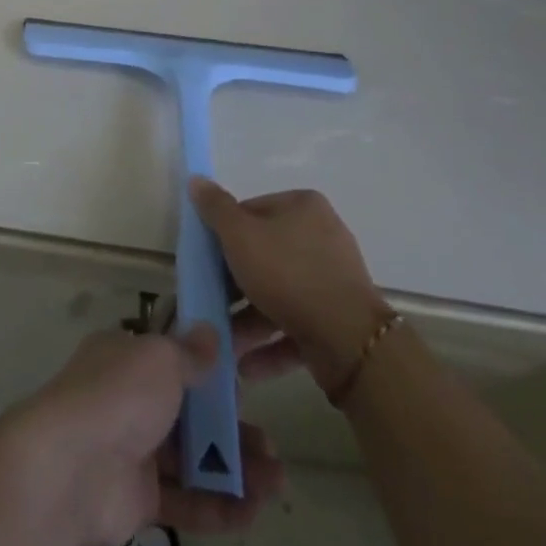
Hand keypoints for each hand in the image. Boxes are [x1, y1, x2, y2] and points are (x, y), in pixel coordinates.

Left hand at [6, 325, 284, 545]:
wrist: (71, 467)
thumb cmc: (119, 395)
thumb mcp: (159, 358)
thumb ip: (190, 352)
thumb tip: (211, 334)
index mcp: (128, 357)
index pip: (175, 355)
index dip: (212, 366)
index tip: (250, 376)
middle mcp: (129, 399)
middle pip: (190, 412)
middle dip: (232, 427)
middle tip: (272, 445)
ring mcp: (133, 450)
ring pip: (193, 458)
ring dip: (235, 469)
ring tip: (277, 482)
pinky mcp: (138, 498)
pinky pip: (185, 500)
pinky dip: (219, 507)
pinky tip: (253, 511)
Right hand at [190, 177, 391, 388]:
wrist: (349, 341)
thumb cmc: (287, 273)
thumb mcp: (239, 235)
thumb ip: (215, 209)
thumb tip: (196, 179)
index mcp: (303, 207)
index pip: (251, 212)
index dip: (225, 235)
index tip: (208, 261)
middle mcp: (322, 237)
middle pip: (265, 255)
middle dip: (235, 286)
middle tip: (212, 303)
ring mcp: (334, 281)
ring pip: (279, 295)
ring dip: (249, 320)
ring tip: (224, 344)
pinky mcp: (339, 322)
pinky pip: (296, 326)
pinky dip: (271, 343)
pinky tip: (245, 366)